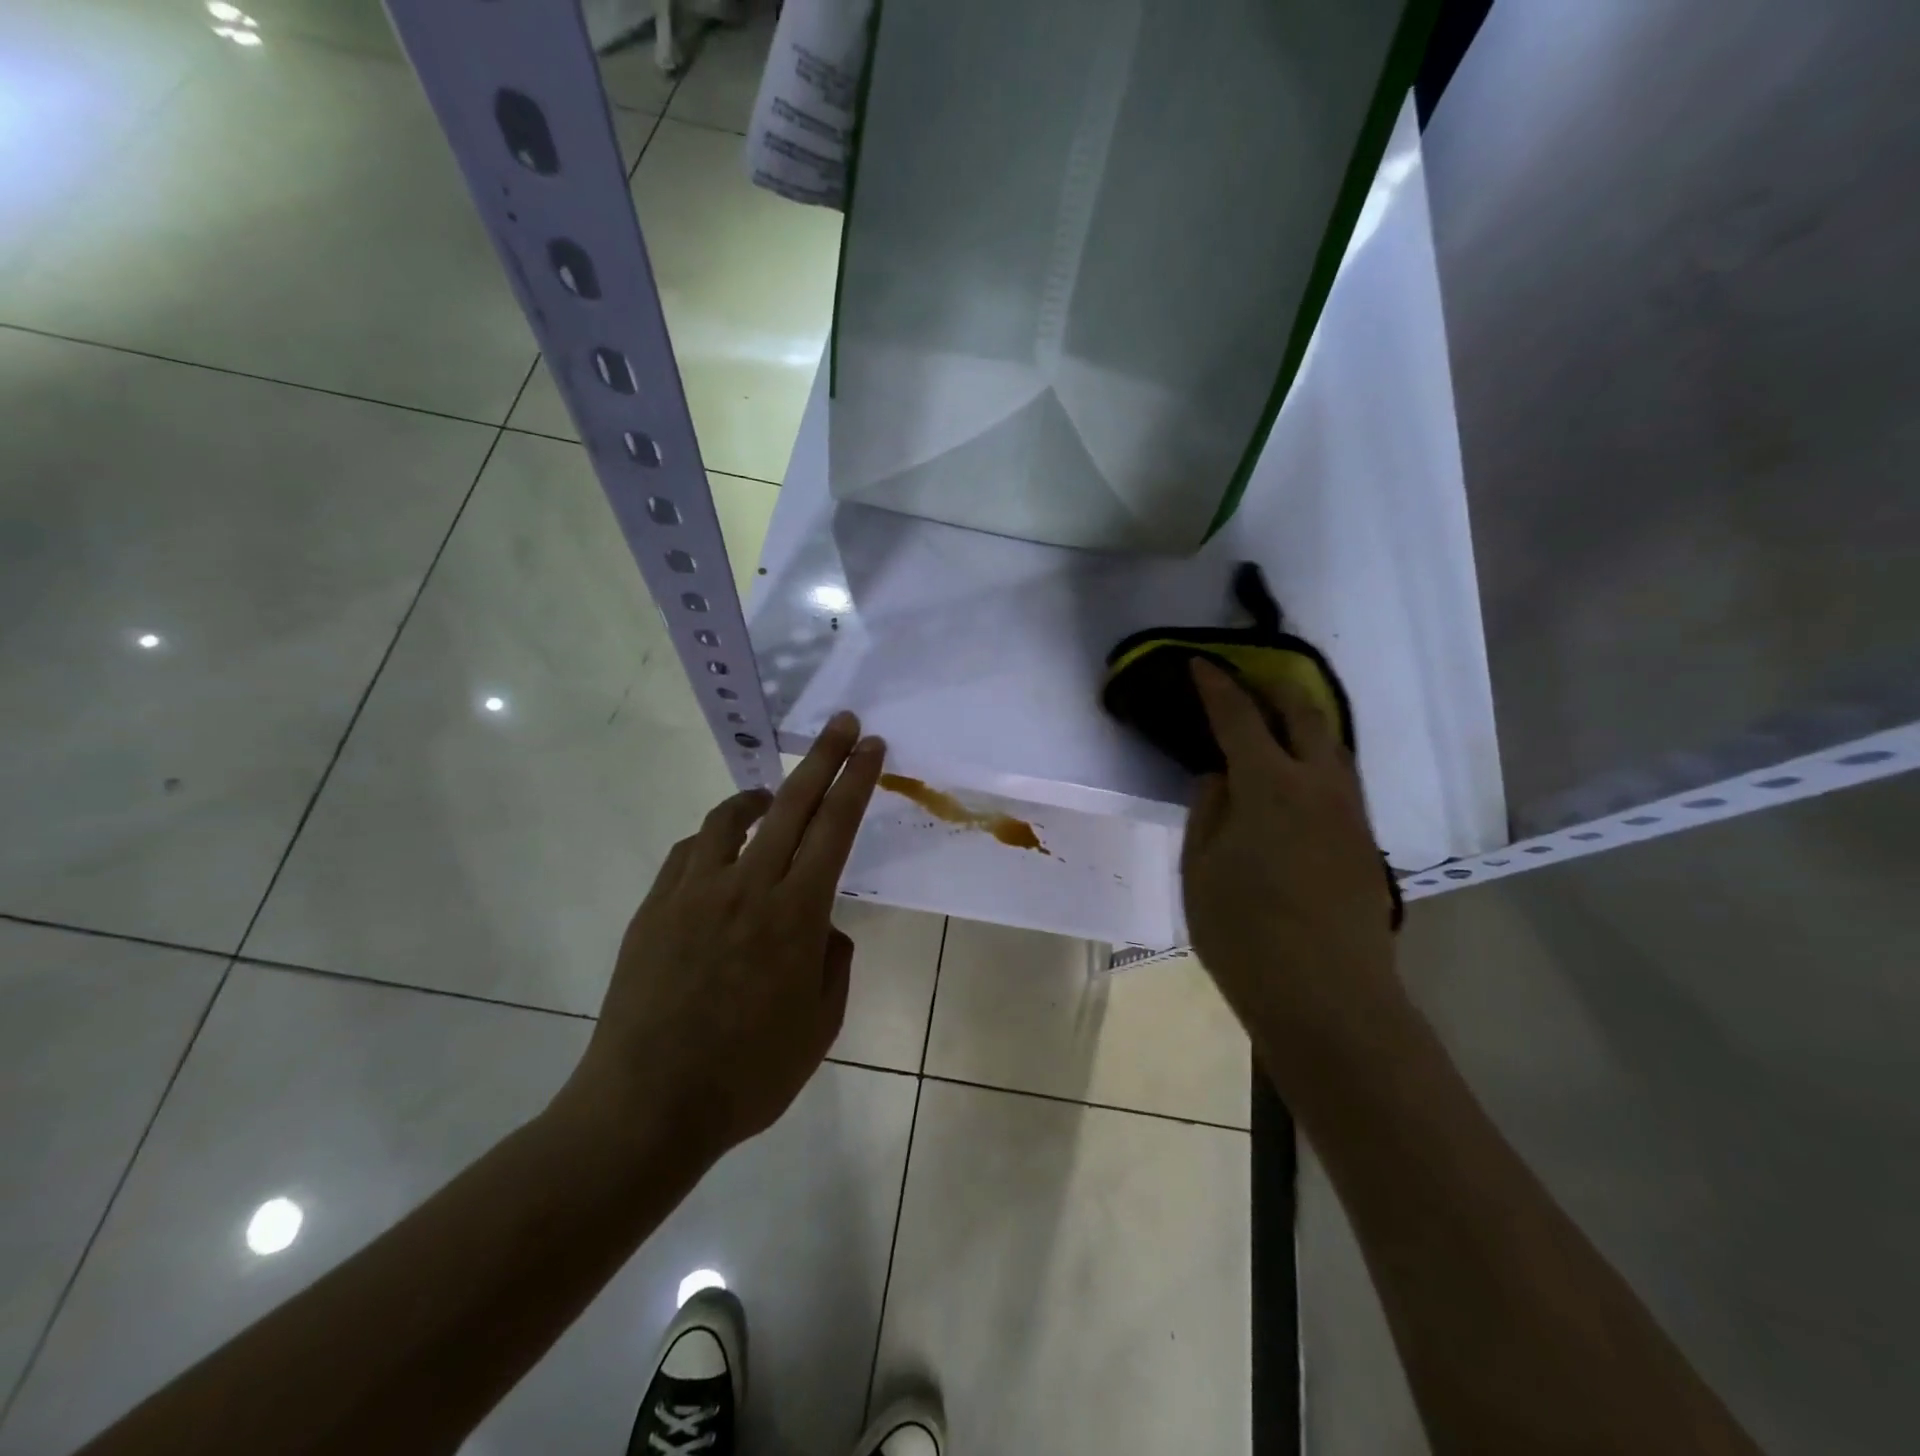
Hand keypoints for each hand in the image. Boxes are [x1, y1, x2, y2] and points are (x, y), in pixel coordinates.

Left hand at [558, 712, 885, 1162]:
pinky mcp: (655, 907)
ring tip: (772, 795)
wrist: (647, 1108)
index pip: (835, 828)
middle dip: (823, 757)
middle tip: (842, 724)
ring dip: (759, 796)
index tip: (870, 746)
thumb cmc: (748, 1076)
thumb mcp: (820, 1028)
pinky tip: (720, 855)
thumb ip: (833, 964)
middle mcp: (747, 887)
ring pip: (730, 818)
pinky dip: (713, 839)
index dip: (857, 780)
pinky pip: (688, 852)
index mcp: (796, 914)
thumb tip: (824, 928)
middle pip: (791, 804)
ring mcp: (694, 892)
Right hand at [1181, 659, 1401, 1050]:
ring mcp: (1349, 814)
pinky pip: (1340, 779)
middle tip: (1246, 682)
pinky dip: (1315, 758)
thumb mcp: (1200, 868)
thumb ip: (1208, 810)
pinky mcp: (1364, 842)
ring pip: (1332, 745)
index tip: (1201, 664)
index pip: (1239, 718)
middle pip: (1305, 715)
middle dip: (1274, 689)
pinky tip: (1295, 778)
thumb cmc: (1245, 932)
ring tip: (1274, 720)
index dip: (1218, 686)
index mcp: (1270, 785)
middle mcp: (1319, 786)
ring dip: (1302, 721)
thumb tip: (1221, 776)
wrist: (1328, 997)